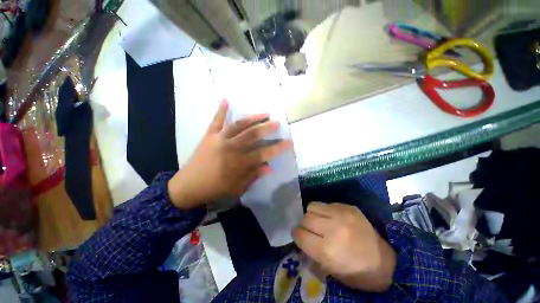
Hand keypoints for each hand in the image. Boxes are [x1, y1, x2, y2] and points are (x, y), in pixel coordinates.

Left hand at [168, 100, 292, 209]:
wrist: (188, 186)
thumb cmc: (215, 189)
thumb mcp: (237, 187)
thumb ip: (253, 175)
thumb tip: (269, 167)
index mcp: (239, 162)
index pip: (264, 153)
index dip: (278, 148)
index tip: (289, 142)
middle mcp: (231, 148)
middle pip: (253, 134)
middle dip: (267, 128)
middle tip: (278, 123)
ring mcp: (219, 139)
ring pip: (238, 125)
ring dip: (252, 118)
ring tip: (264, 113)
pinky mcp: (209, 136)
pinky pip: (216, 121)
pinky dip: (221, 110)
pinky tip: (226, 99)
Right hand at [293, 202, 395, 291]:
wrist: (387, 263)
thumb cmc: (357, 274)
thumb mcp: (330, 271)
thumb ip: (312, 253)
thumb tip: (301, 238)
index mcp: (327, 251)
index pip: (299, 234)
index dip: (297, 235)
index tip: (299, 236)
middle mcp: (332, 229)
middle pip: (305, 218)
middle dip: (304, 225)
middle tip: (310, 230)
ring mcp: (342, 215)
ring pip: (312, 206)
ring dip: (312, 215)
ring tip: (320, 221)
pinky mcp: (349, 207)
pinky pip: (327, 204)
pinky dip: (325, 210)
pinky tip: (332, 218)